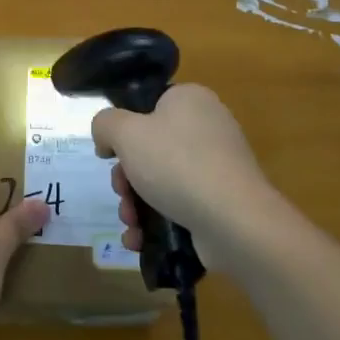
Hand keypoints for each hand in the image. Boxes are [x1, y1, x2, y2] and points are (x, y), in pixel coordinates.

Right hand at [92, 84, 281, 274]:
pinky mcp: (222, 201)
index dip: (123, 130)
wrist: (234, 221)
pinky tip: (140, 239)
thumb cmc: (176, 164)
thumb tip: (107, 137)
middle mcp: (208, 127)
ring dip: (136, 203)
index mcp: (190, 100)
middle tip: (121, 192)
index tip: (110, 155)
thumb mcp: (126, 132)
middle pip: (150, 148)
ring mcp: (218, 166)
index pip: (148, 106)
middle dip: (126, 177)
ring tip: (130, 223)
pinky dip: (157, 221)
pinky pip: (180, 204)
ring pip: (161, 180)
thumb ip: (105, 124)